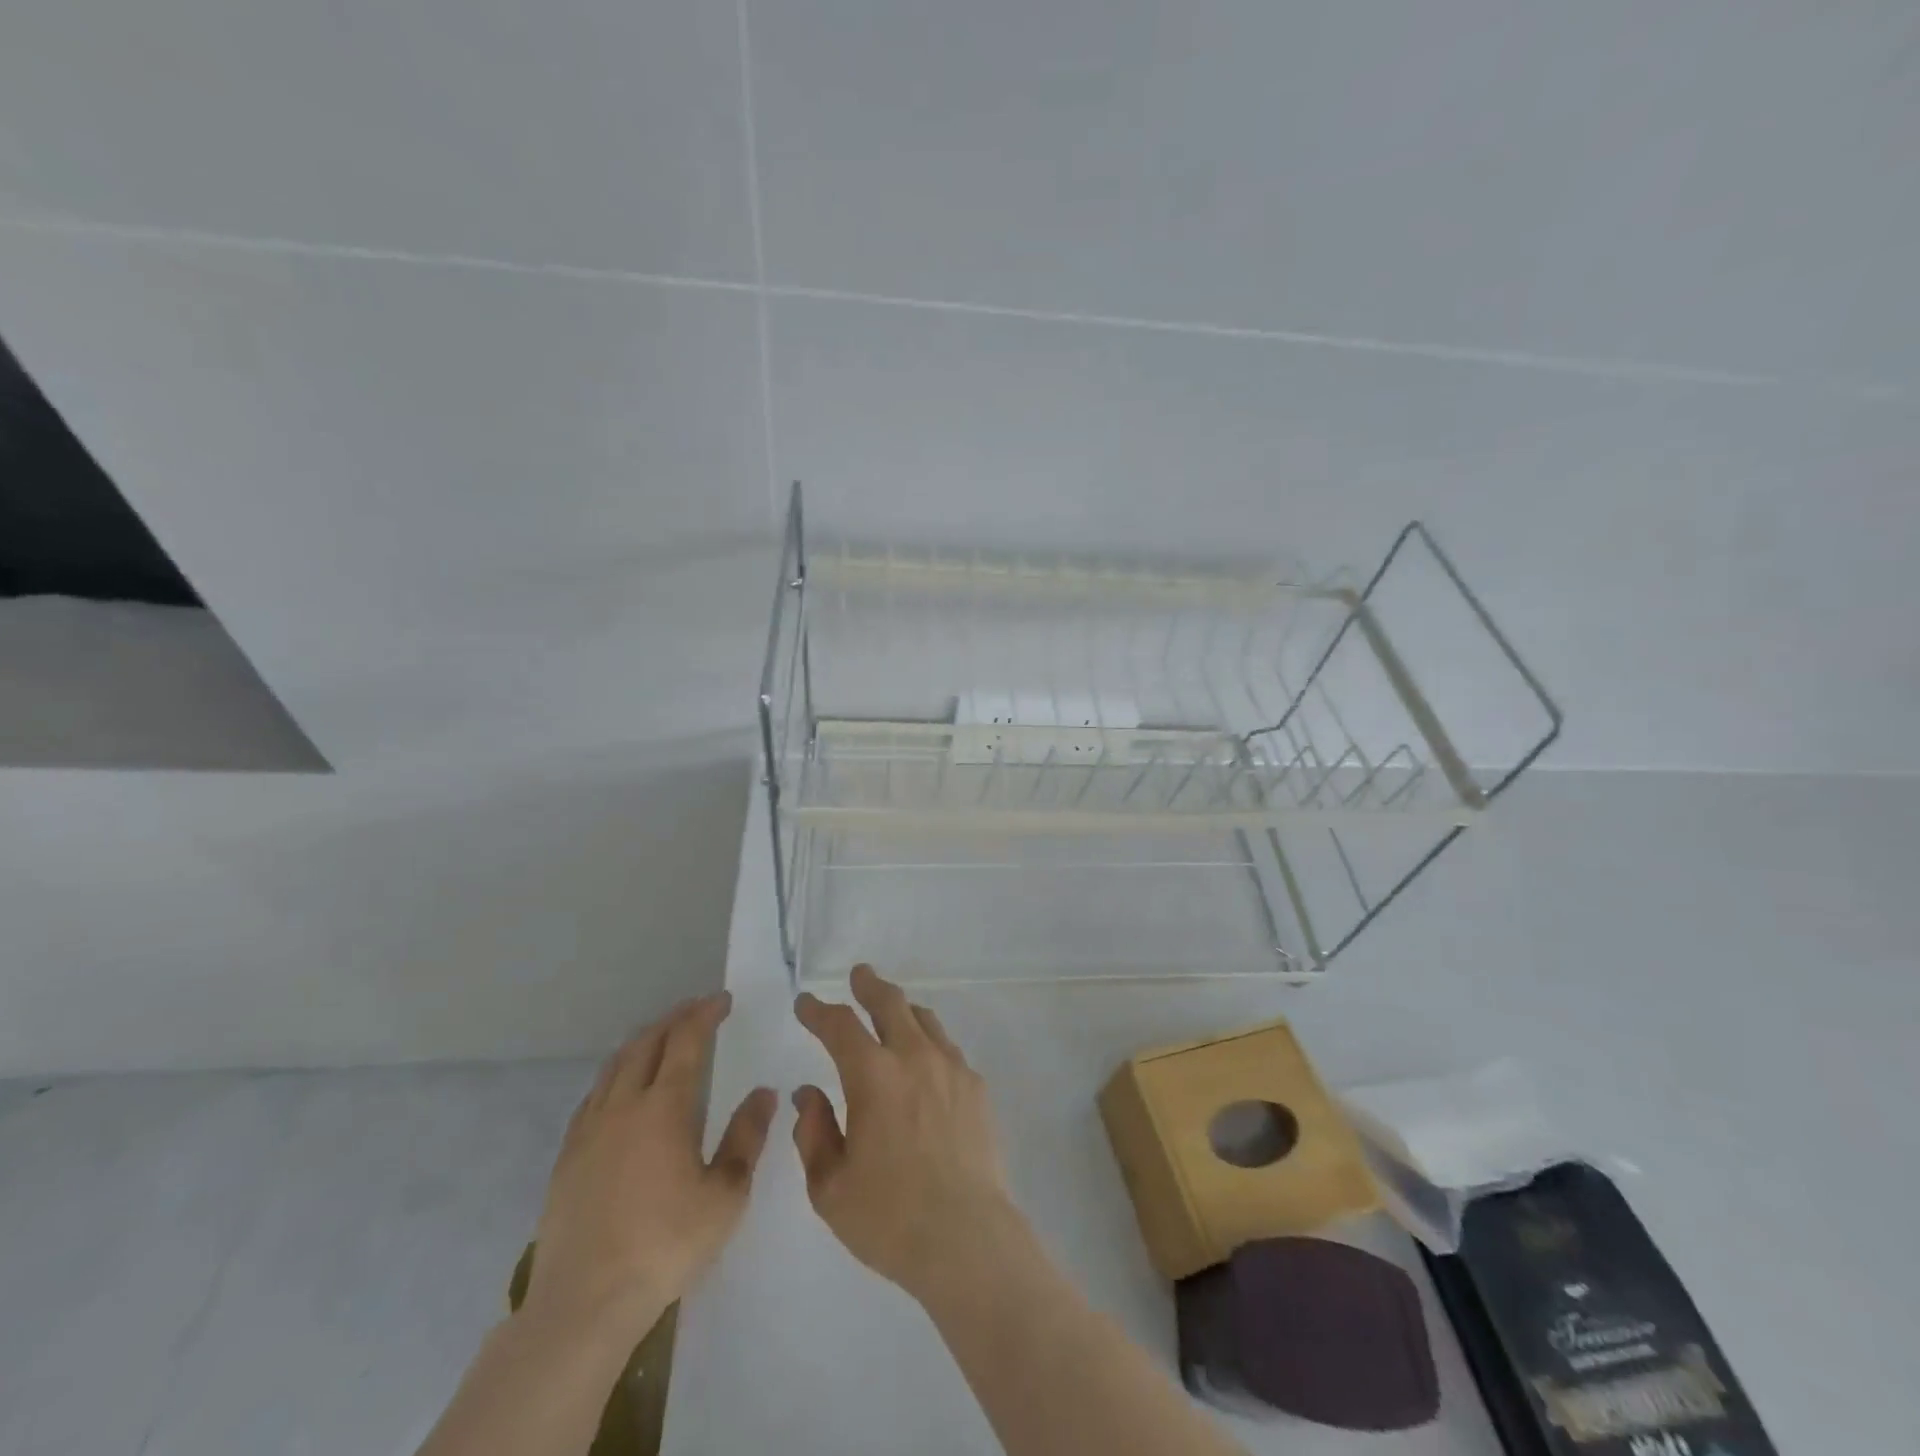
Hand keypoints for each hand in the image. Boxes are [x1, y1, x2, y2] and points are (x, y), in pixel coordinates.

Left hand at [523, 993, 776, 1341]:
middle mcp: (623, 1105)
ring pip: (615, 1064)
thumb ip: (746, 1137)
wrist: (583, 1303)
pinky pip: (593, 1095)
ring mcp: (589, 1129)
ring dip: (642, 1041)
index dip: (705, 1014)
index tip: (722, 1000)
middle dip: (674, 1019)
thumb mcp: (725, 1195)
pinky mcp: (567, 1156)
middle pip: (647, 1043)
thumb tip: (764, 1093)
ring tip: (661, 1036)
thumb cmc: (665, 1246)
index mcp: (664, 1107)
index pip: (687, 1041)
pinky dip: (614, 1074)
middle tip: (696, 1009)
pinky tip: (620, 1087)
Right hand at [792, 964, 1020, 1301]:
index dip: (818, 1010)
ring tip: (892, 1012)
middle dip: (869, 985)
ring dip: (902, 1009)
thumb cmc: (889, 1217)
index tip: (806, 1004)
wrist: (967, 1237)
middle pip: (889, 1002)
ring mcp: (951, 1067)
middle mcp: (913, 1057)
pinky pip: (947, 1048)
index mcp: (872, 1076)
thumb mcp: (830, 1186)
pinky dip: (929, 1041)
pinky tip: (926, 1061)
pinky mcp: (976, 1086)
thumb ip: (814, 1132)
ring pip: (924, 1019)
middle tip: (859, 975)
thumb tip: (807, 1093)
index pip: (839, 1026)